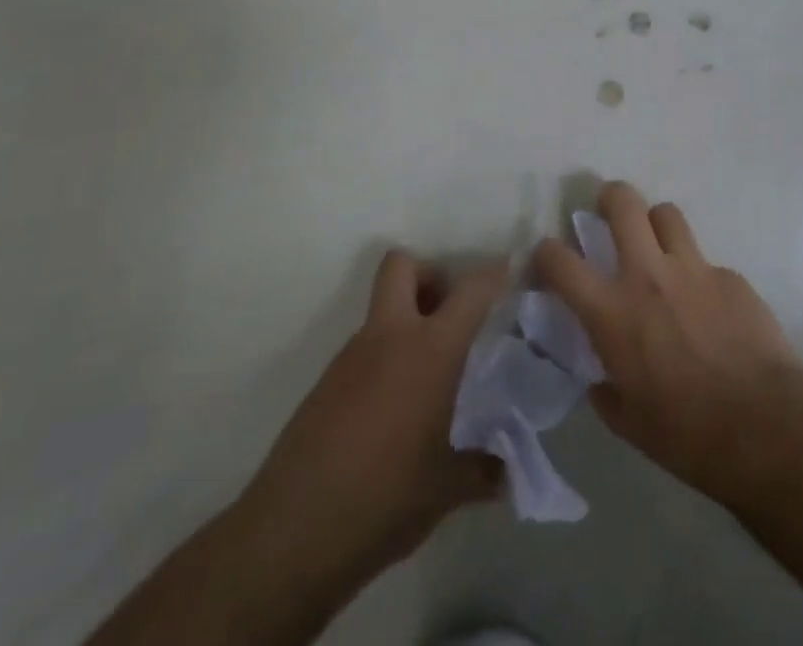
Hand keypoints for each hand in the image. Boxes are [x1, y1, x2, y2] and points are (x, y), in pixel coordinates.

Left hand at [237, 251, 506, 584]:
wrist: (290, 537)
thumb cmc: (384, 498)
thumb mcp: (447, 489)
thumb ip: (484, 469)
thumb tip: (508, 470)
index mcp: (430, 349)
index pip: (472, 289)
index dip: (496, 274)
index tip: (512, 275)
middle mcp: (389, 337)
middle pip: (403, 266)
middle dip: (430, 277)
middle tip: (452, 319)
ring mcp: (350, 358)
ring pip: (382, 311)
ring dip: (407, 325)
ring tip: (429, 380)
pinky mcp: (324, 386)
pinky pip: (364, 352)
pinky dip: (384, 363)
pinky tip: (395, 413)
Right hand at [533, 181, 802, 502]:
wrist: (764, 426)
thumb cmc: (686, 435)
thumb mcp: (628, 423)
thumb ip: (606, 390)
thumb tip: (601, 378)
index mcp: (612, 312)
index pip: (561, 261)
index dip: (547, 251)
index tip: (548, 256)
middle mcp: (648, 275)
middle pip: (623, 203)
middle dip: (609, 197)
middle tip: (609, 212)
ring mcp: (693, 269)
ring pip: (667, 213)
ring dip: (656, 225)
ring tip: (658, 247)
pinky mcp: (731, 276)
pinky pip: (706, 262)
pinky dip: (698, 276)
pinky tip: (709, 308)